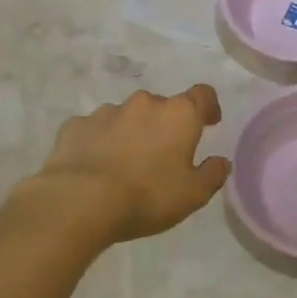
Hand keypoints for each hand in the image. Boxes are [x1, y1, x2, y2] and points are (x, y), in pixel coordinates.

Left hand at [32, 86, 231, 243]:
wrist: (78, 202)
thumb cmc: (146, 196)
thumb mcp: (193, 195)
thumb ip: (213, 174)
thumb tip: (221, 161)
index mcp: (179, 114)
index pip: (203, 95)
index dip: (208, 107)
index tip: (209, 123)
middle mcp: (144, 104)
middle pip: (162, 106)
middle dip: (165, 125)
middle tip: (163, 154)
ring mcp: (106, 112)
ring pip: (127, 116)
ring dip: (132, 132)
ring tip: (126, 163)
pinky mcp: (75, 126)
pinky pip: (95, 129)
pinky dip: (100, 141)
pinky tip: (96, 165)